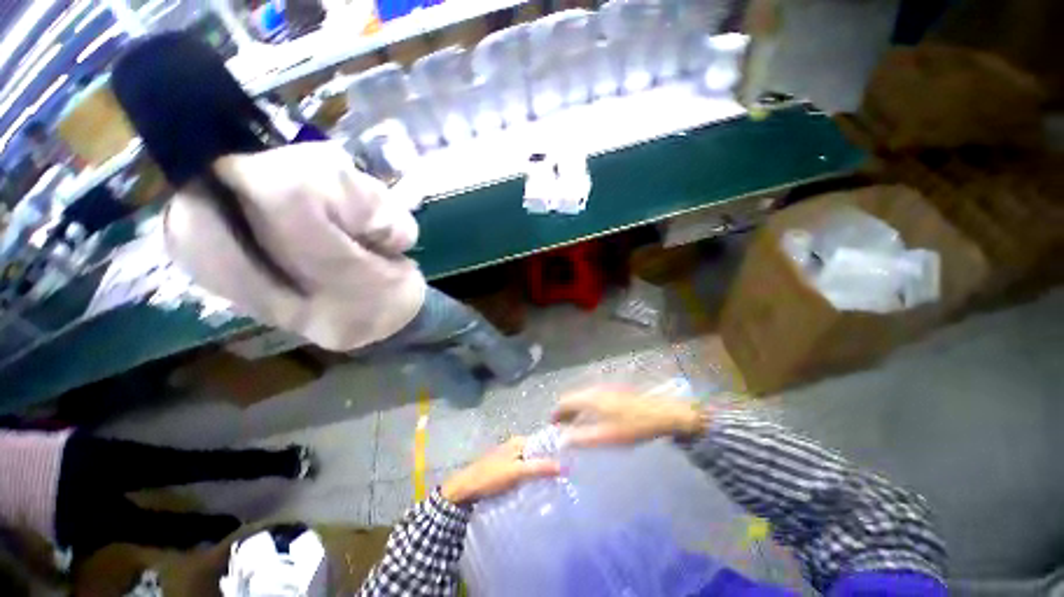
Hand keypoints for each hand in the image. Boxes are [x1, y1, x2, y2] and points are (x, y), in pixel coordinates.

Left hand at [441, 437, 559, 504]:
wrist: (464, 490)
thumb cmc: (491, 477)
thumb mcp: (517, 472)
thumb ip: (539, 468)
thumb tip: (564, 466)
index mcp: (519, 441)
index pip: (543, 443)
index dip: (555, 452)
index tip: (570, 464)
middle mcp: (515, 446)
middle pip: (537, 453)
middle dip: (548, 464)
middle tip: (564, 479)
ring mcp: (509, 458)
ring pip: (530, 463)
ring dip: (540, 472)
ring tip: (554, 485)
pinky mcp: (505, 470)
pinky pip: (523, 472)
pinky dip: (530, 478)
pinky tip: (536, 489)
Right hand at [553, 387, 708, 446]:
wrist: (662, 414)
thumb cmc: (632, 426)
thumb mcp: (605, 436)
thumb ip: (581, 438)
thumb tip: (561, 441)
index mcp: (589, 397)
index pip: (564, 401)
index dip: (556, 414)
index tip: (552, 427)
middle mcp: (594, 390)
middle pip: (573, 398)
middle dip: (566, 413)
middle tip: (563, 430)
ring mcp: (605, 389)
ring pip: (583, 398)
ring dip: (576, 411)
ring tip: (576, 428)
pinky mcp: (615, 393)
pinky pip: (593, 399)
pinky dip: (587, 409)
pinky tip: (594, 421)